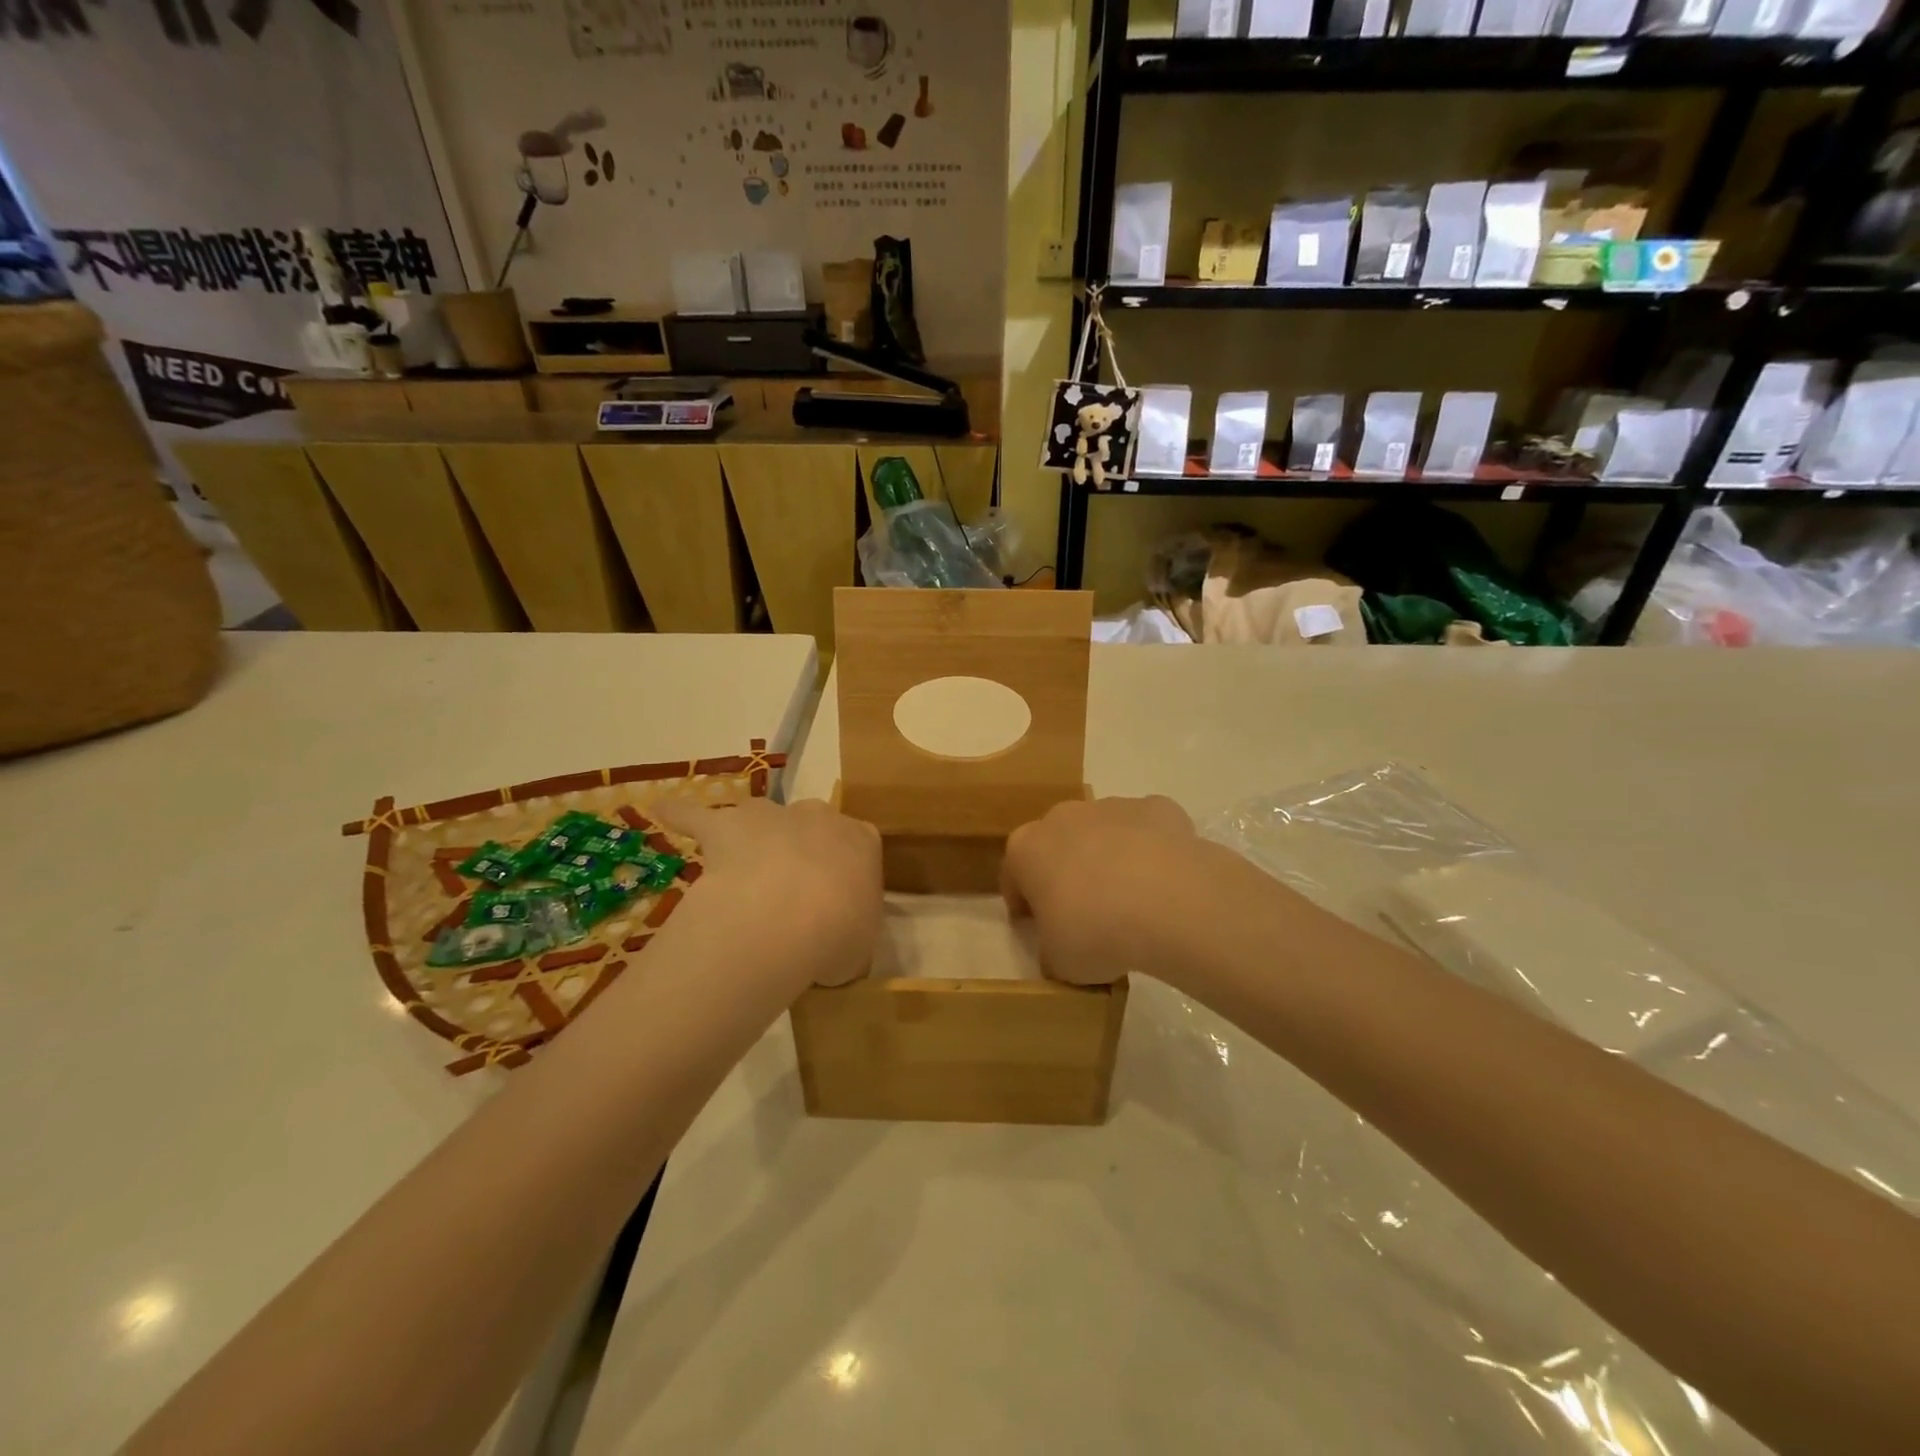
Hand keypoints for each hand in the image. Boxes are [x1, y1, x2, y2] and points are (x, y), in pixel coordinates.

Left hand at [653, 798, 881, 988]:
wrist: (787, 917)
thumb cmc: (837, 935)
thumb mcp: (860, 948)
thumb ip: (851, 937)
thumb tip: (833, 947)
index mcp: (862, 841)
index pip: (860, 845)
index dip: (845, 871)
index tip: (837, 898)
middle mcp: (820, 817)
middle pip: (812, 824)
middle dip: (802, 848)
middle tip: (791, 891)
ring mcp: (771, 815)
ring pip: (761, 814)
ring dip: (754, 834)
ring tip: (742, 865)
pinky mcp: (725, 824)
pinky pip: (697, 815)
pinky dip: (681, 814)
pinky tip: (663, 813)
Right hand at [1001, 795, 1202, 985]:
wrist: (1170, 902)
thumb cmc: (1096, 932)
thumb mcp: (1059, 962)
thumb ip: (1052, 951)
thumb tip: (1059, 951)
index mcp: (1026, 849)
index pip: (1014, 875)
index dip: (1024, 903)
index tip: (1037, 927)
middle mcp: (1063, 817)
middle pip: (1058, 844)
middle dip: (1066, 872)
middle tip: (1086, 913)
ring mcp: (1111, 806)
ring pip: (1104, 832)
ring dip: (1110, 857)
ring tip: (1134, 900)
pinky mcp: (1157, 807)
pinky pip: (1148, 830)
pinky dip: (1154, 849)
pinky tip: (1168, 882)